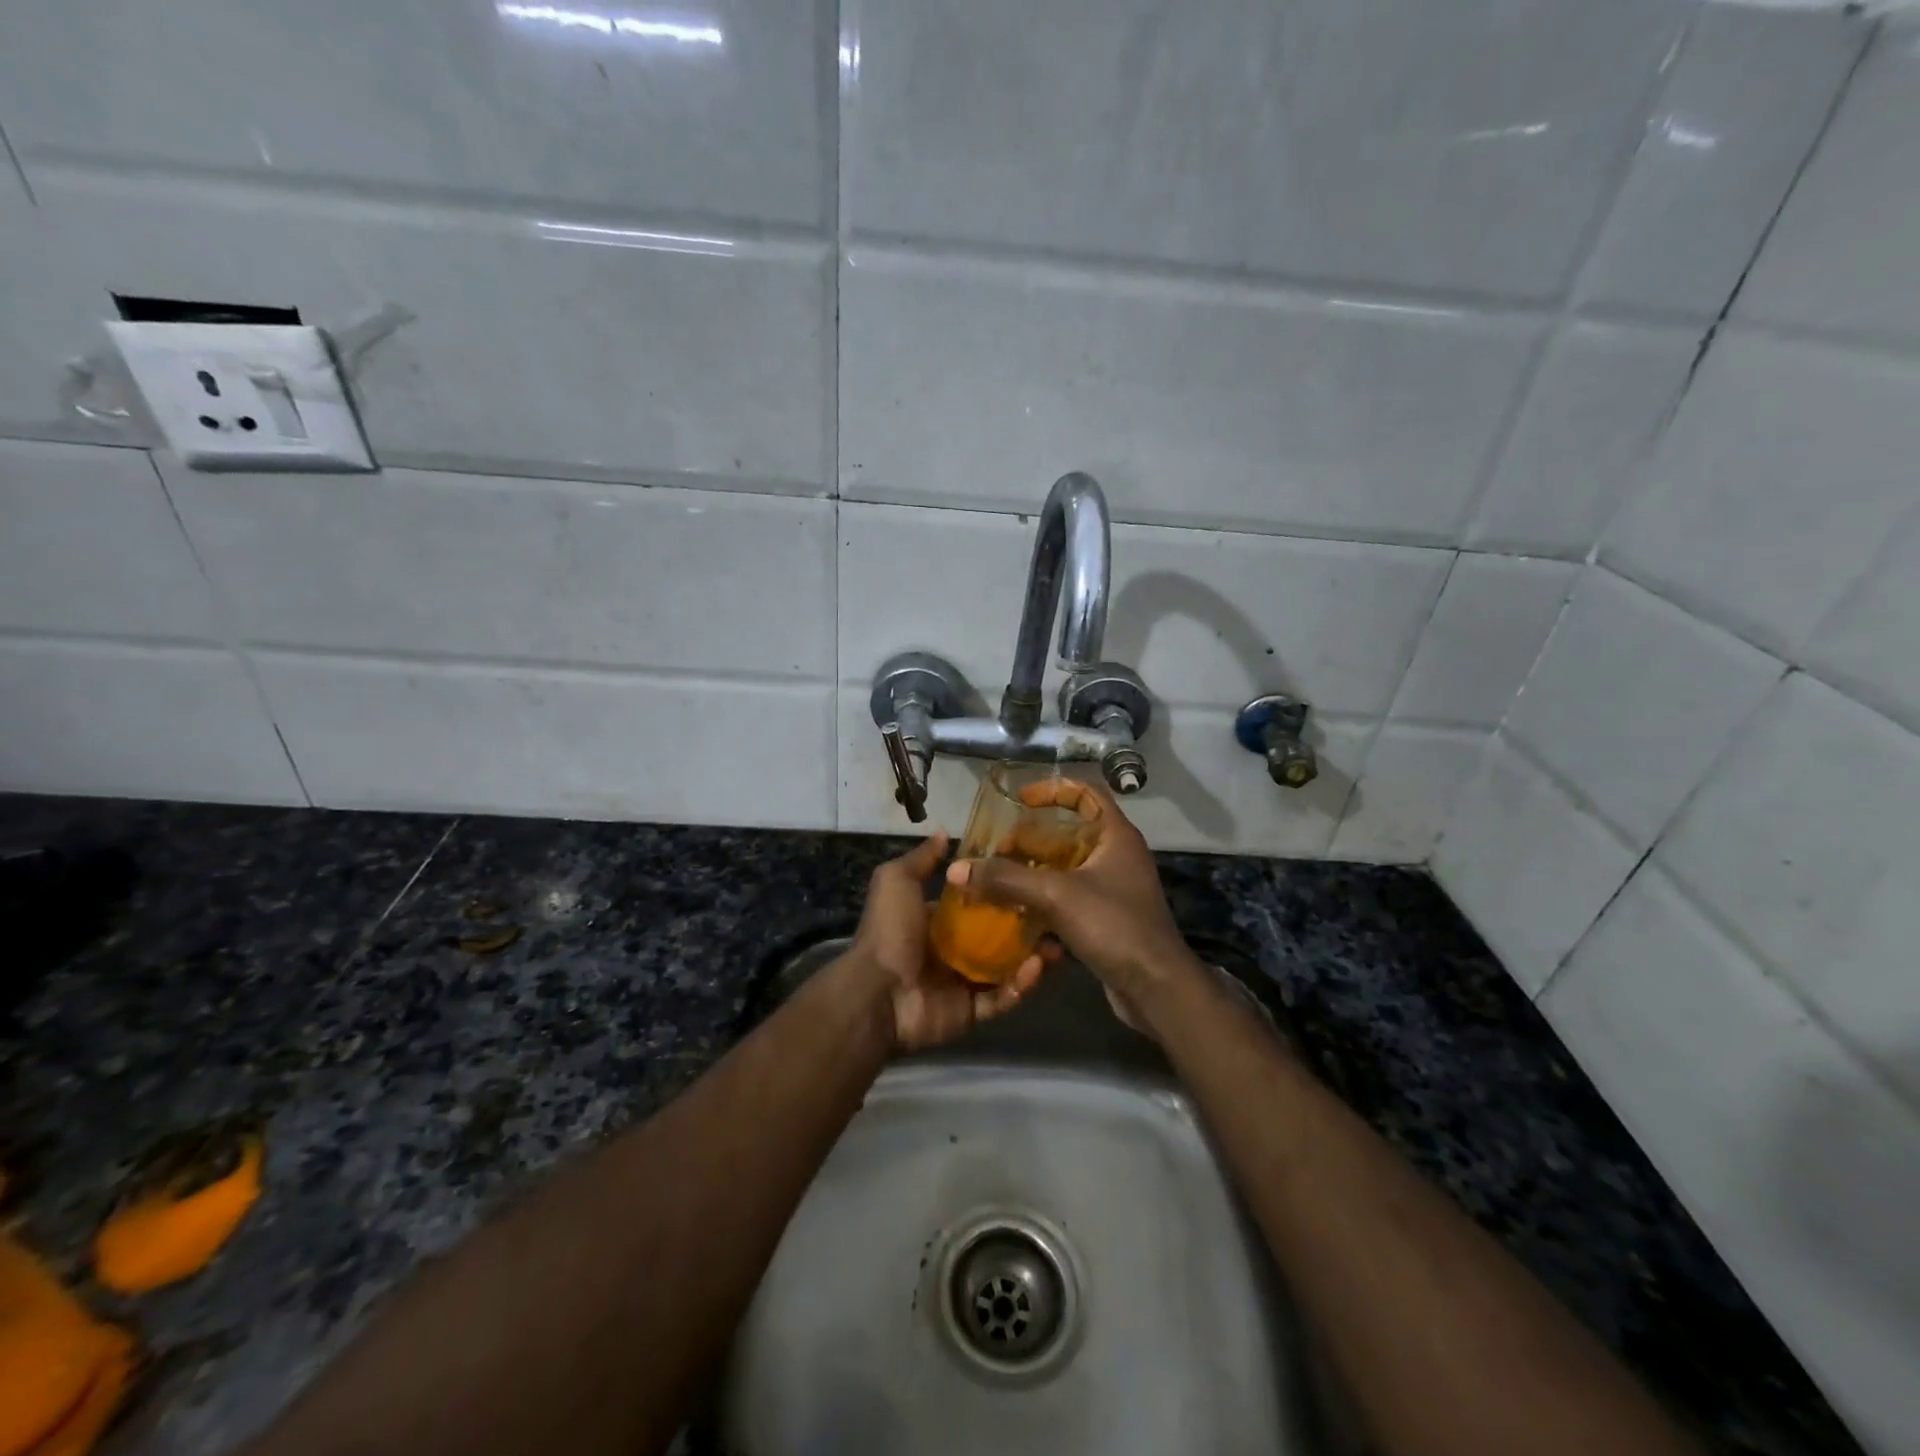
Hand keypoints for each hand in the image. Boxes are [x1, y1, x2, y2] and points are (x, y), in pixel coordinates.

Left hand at [844, 833, 1046, 1052]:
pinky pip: (1002, 999)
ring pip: (1007, 969)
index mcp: (936, 921)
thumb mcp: (897, 881)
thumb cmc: (889, 931)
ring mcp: (963, 983)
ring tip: (1056, 944)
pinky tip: (1038, 967)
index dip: (1002, 892)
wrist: (877, 992)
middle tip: (1055, 915)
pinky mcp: (971, 1012)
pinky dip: (1021, 986)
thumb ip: (921, 859)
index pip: (977, 904)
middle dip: (1026, 928)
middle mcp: (952, 951)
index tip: (1032, 878)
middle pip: (998, 937)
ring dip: (1032, 957)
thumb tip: (942, 832)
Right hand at [945, 780, 1198, 1004]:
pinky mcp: (1105, 919)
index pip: (1085, 794)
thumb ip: (1006, 879)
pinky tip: (1014, 911)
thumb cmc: (1114, 926)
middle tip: (997, 850)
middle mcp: (1116, 856)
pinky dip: (1042, 899)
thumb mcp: (1056, 895)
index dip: (1052, 790)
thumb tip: (957, 869)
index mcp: (1115, 836)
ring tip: (996, 879)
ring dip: (1032, 871)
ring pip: (1064, 868)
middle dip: (1030, 839)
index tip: (1020, 800)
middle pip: (1068, 833)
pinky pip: (1067, 898)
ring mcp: (1111, 889)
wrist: (1156, 988)